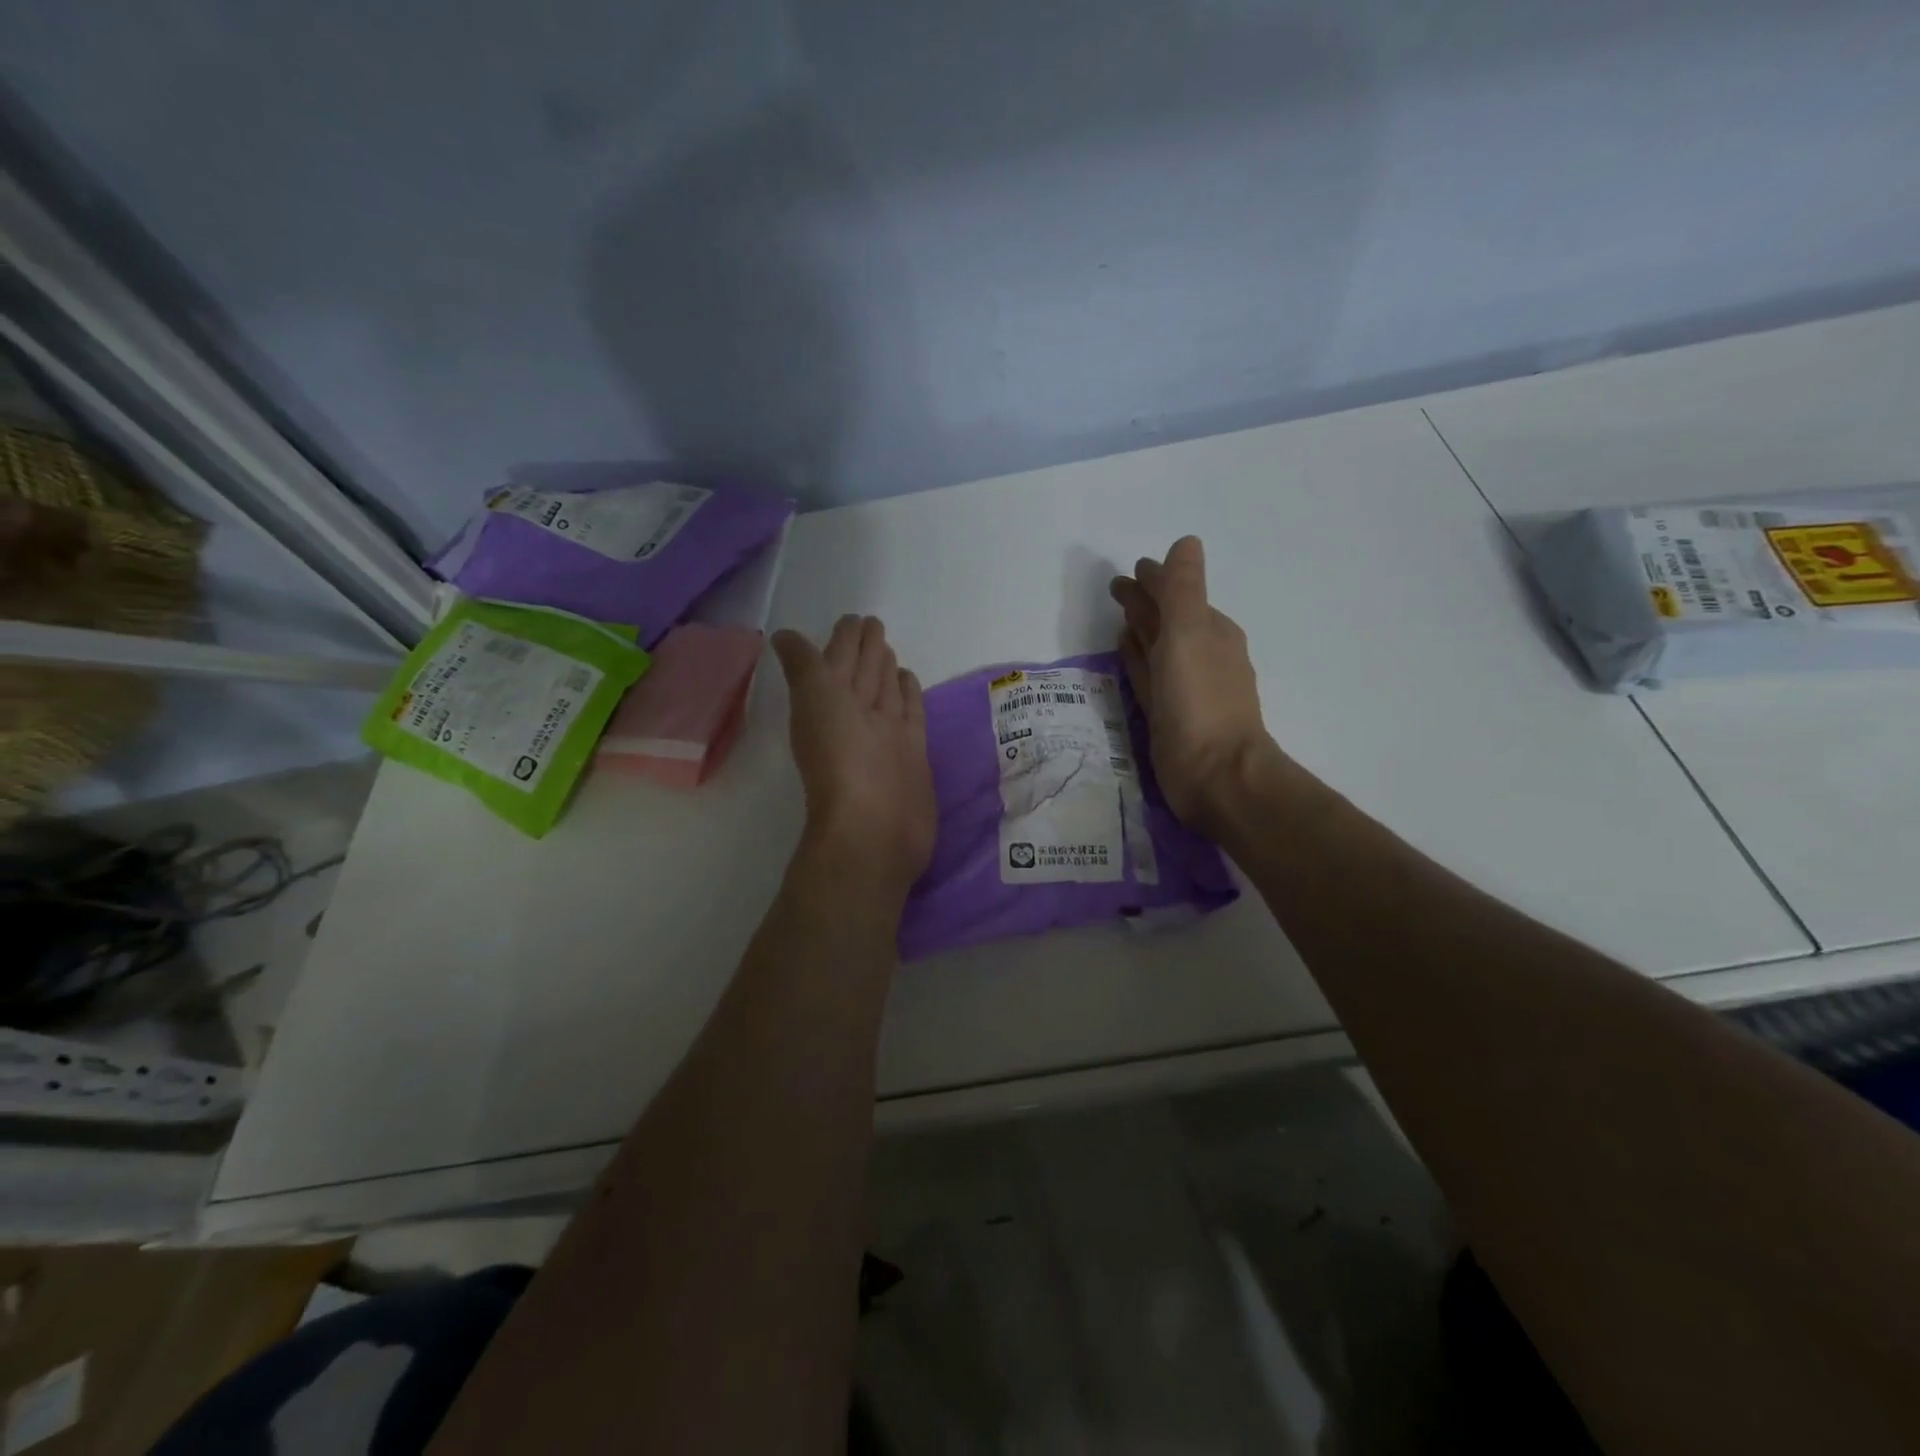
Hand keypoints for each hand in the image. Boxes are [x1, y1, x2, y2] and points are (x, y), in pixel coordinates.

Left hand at [771, 616, 936, 894]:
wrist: (875, 827)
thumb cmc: (842, 761)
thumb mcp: (815, 702)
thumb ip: (804, 668)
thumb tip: (784, 636)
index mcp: (831, 701)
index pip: (838, 659)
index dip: (843, 640)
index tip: (851, 619)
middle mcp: (858, 715)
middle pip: (863, 673)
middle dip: (865, 648)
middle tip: (872, 623)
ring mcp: (886, 735)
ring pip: (885, 691)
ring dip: (885, 669)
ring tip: (887, 648)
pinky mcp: (912, 752)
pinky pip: (910, 714)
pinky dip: (909, 696)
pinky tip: (910, 680)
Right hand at [1109, 536, 1282, 834]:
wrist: (1215, 774)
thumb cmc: (1201, 701)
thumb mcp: (1190, 634)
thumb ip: (1183, 589)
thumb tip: (1186, 543)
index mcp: (1210, 632)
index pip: (1178, 594)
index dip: (1155, 579)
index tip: (1132, 569)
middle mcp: (1201, 655)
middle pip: (1167, 619)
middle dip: (1145, 601)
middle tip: (1115, 588)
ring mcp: (1185, 688)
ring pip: (1158, 648)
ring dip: (1142, 630)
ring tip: (1119, 617)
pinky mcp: (1169, 715)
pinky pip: (1149, 677)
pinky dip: (1138, 662)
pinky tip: (1126, 654)